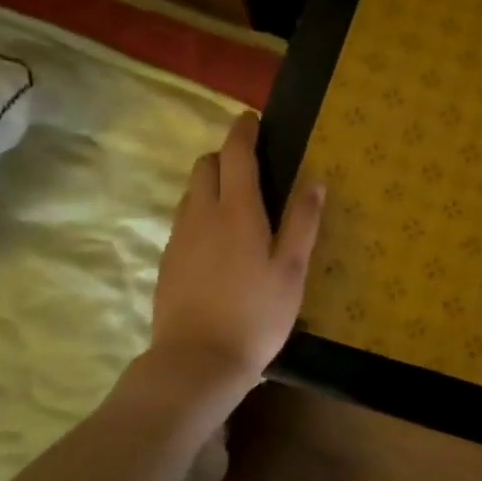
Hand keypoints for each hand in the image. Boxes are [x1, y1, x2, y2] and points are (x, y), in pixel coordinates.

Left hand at [141, 112, 324, 412]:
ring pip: (191, 192)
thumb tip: (315, 180)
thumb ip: (302, 222)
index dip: (243, 131)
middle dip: (226, 156)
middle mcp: (201, 214)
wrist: (196, 361)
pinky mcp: (167, 260)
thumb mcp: (292, 270)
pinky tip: (219, 242)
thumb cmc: (255, 314)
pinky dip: (201, 212)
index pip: (235, 154)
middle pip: (206, 166)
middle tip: (252, 168)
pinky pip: (184, 219)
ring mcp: (179, 237)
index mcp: (237, 210)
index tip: (252, 119)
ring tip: (238, 205)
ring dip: (211, 184)